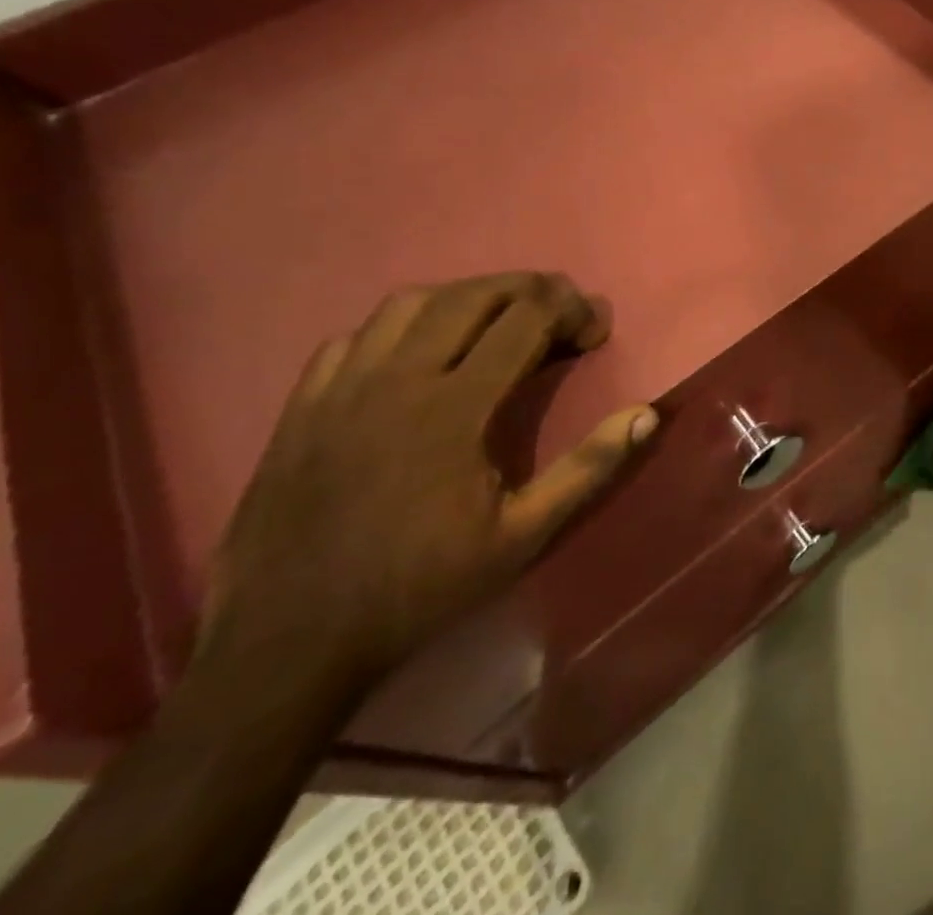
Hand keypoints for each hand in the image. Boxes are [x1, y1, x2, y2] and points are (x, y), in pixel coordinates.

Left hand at [199, 272, 657, 693]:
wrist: (287, 644)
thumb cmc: (418, 588)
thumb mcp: (520, 538)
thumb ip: (587, 469)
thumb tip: (645, 414)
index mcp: (454, 408)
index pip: (525, 321)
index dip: (570, 311)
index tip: (595, 329)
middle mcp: (398, 379)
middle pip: (472, 296)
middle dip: (527, 288)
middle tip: (558, 309)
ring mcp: (343, 387)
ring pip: (411, 303)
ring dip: (465, 296)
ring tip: (495, 318)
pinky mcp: (304, 405)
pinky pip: (356, 336)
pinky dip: (400, 326)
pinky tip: (417, 352)